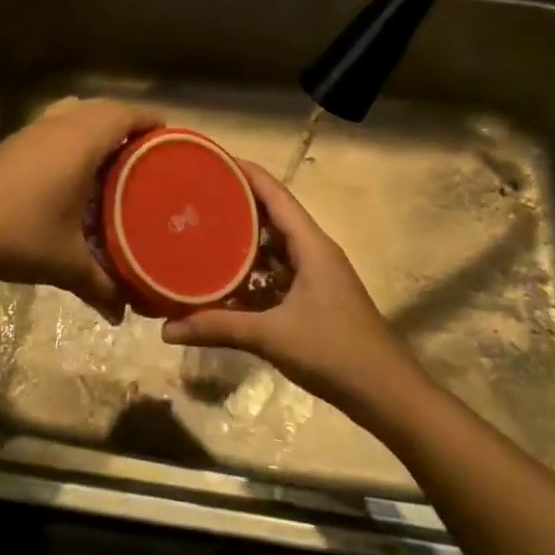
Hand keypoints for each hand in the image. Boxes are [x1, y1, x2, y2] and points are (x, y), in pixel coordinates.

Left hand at [0, 98, 158, 321]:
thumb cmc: (20, 235)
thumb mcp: (67, 263)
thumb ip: (100, 285)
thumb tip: (123, 314)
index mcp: (82, 142)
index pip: (126, 114)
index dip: (152, 119)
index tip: (172, 135)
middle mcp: (59, 126)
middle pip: (103, 107)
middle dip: (127, 121)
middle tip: (148, 149)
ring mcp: (32, 131)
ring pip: (75, 111)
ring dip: (96, 123)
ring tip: (114, 154)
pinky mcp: (12, 143)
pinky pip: (55, 123)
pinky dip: (72, 132)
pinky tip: (73, 168)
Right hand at [161, 161, 423, 414]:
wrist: (387, 395)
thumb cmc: (335, 352)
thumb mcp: (273, 336)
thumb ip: (219, 328)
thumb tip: (166, 328)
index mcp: (311, 245)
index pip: (275, 194)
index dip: (246, 173)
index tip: (211, 160)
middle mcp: (314, 252)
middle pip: (272, 216)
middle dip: (237, 206)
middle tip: (195, 198)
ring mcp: (316, 276)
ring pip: (274, 248)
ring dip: (243, 242)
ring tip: (201, 234)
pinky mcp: (314, 299)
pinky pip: (277, 275)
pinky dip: (252, 275)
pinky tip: (224, 284)